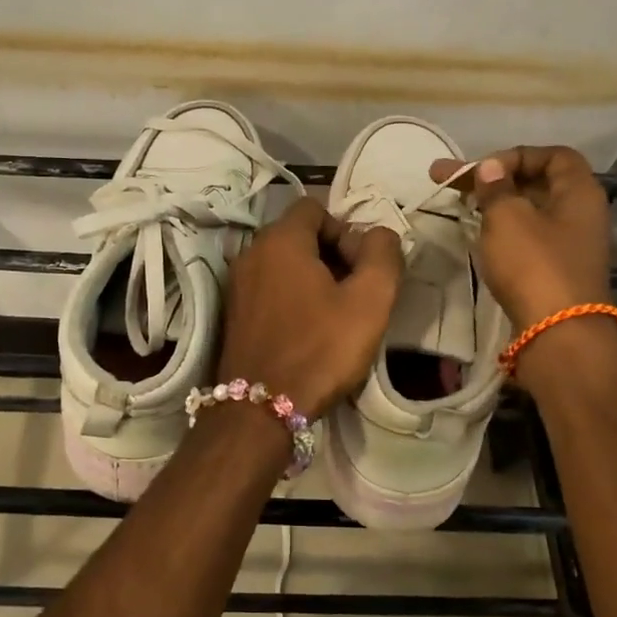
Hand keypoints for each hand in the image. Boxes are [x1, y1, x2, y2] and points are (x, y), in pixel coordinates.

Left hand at [217, 198, 402, 415]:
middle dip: (332, 255)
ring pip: (283, 263)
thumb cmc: (319, 349)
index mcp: (280, 240)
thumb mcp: (369, 301)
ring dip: (313, 278)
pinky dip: (290, 297)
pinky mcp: (233, 312)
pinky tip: (307, 330)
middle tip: (353, 294)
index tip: (359, 269)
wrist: (260, 408)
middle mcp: (251, 253)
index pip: (316, 207)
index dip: (345, 231)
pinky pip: (268, 287)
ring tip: (334, 316)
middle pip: (299, 234)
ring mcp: (237, 284)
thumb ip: (382, 254)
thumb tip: (378, 234)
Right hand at [429, 146, 610, 328]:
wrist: (556, 333)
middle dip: (493, 179)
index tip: (483, 169)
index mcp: (579, 192)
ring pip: (528, 212)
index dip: (516, 155)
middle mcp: (580, 214)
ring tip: (457, 205)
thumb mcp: (508, 217)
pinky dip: (501, 230)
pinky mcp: (554, 270)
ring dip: (494, 204)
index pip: (553, 155)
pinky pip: (527, 238)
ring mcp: (568, 245)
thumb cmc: (534, 265)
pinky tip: (476, 234)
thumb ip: (497, 188)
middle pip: (536, 183)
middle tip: (449, 180)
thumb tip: (492, 167)